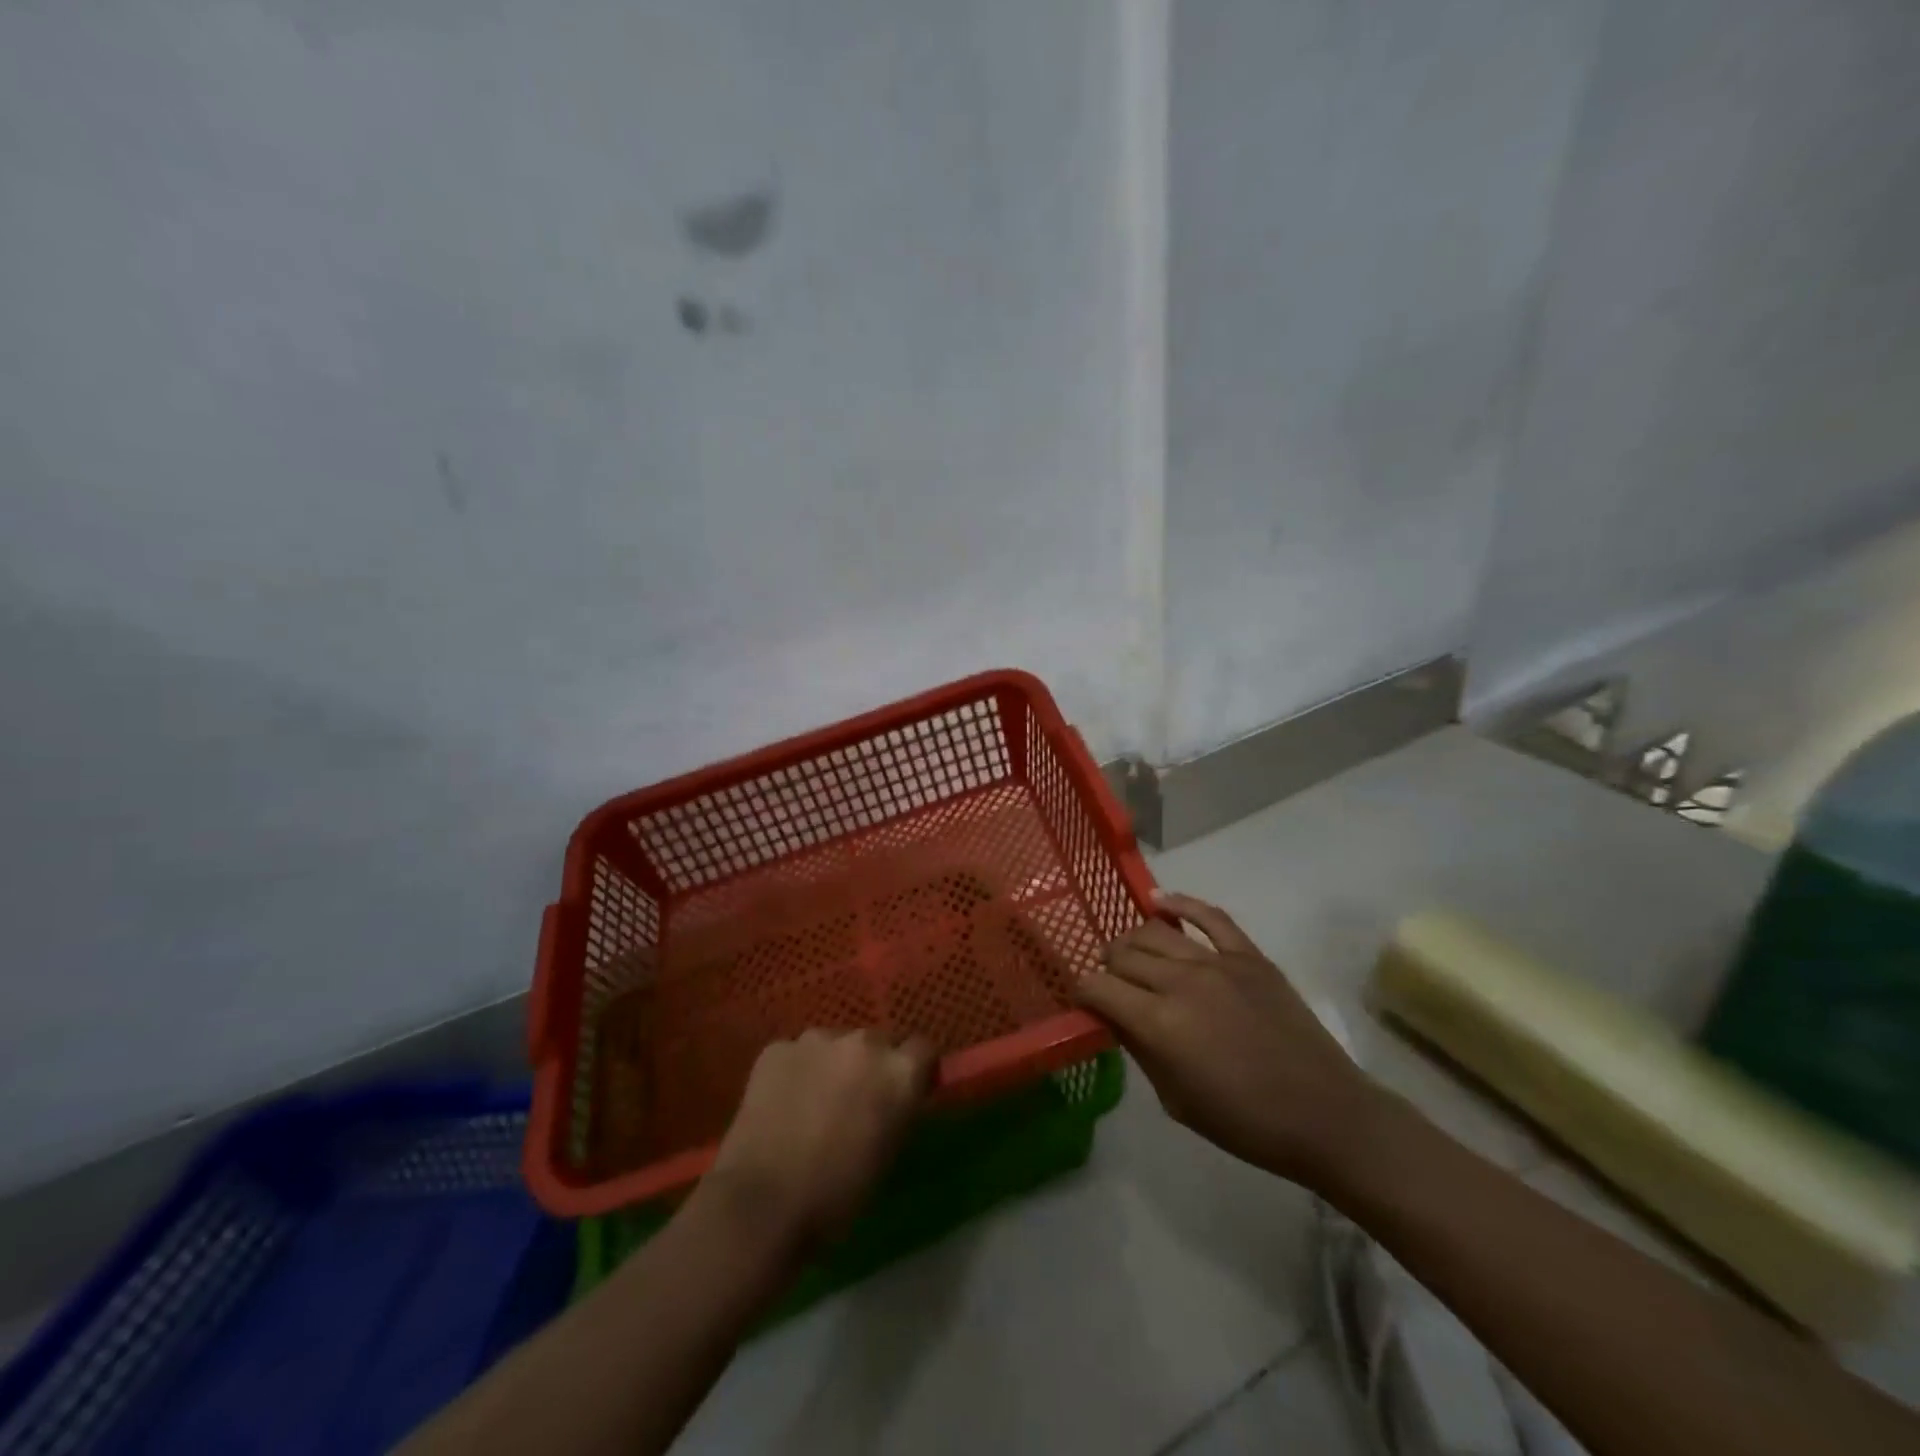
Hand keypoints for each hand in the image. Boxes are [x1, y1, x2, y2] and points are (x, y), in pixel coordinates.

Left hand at [702, 1029, 935, 1252]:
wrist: (763, 1203)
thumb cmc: (837, 1195)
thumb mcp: (888, 1154)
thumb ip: (897, 1110)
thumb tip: (893, 1098)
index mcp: (899, 1072)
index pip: (922, 1049)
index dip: (914, 1069)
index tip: (904, 1092)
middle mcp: (864, 1042)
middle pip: (877, 1041)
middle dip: (870, 1065)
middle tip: (854, 1100)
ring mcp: (817, 1039)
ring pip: (833, 1044)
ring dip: (831, 1065)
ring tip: (812, 1103)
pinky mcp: (777, 1048)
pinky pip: (795, 1054)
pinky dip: (794, 1072)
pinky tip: (781, 1105)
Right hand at [1075, 892, 1380, 1187]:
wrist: (1324, 1115)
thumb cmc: (1244, 1122)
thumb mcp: (1175, 1100)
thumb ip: (1140, 1050)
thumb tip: (1114, 1017)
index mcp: (1158, 1023)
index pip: (1098, 987)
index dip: (1084, 992)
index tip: (1086, 1002)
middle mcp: (1180, 982)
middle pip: (1123, 953)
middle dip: (1107, 966)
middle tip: (1111, 983)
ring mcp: (1217, 962)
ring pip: (1155, 931)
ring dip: (1132, 940)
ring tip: (1130, 953)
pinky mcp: (1249, 955)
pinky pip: (1209, 916)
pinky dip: (1180, 903)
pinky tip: (1159, 900)